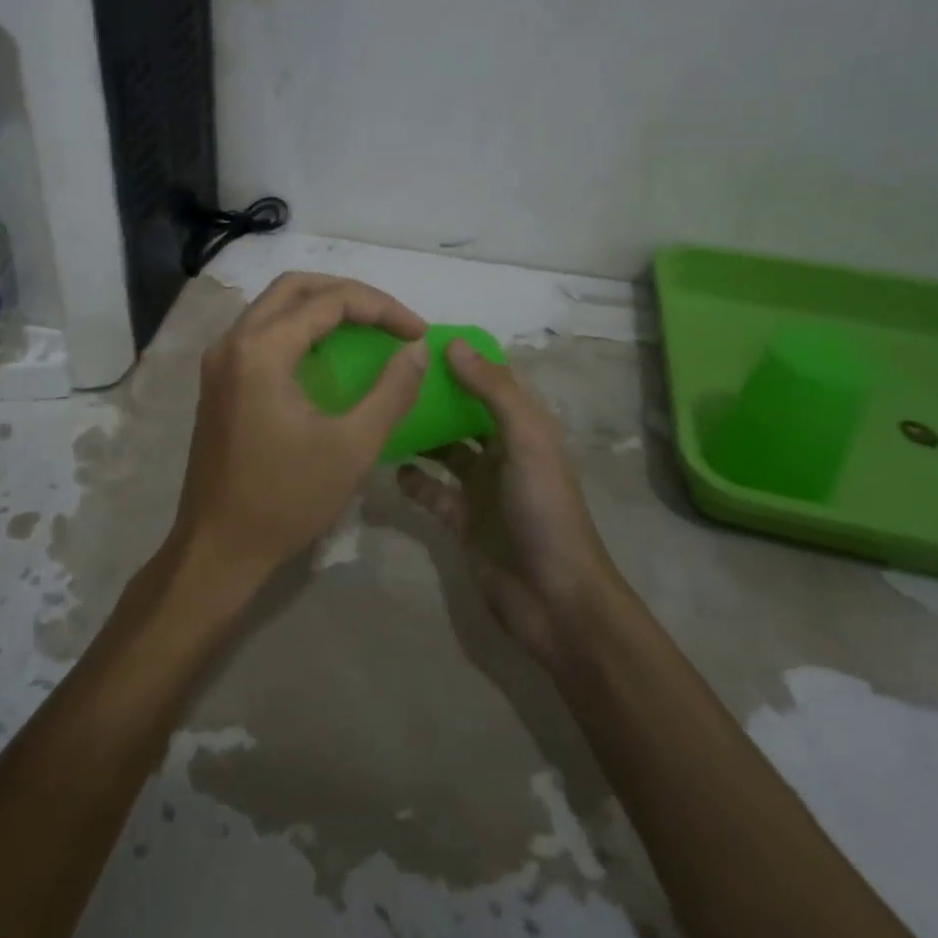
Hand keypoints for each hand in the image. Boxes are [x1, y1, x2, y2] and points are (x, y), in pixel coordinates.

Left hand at [174, 272, 428, 586]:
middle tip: (391, 320)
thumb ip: (391, 391)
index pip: (328, 301)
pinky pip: (262, 330)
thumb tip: (417, 350)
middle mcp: (232, 341)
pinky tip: (328, 352)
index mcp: (260, 350)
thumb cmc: (285, 499)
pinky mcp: (218, 379)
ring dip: (322, 305)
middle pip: (295, 287)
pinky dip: (299, 327)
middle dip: (349, 294)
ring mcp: (219, 360)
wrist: (217, 548)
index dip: (380, 308)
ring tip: (367, 327)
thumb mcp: (352, 447)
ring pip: (275, 305)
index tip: (417, 332)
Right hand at [401, 341, 618, 668]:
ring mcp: (481, 486)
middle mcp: (503, 450)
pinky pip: (431, 491)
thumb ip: (492, 391)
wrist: (554, 599)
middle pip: (464, 411)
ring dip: (419, 433)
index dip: (465, 357)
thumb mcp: (526, 440)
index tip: (422, 338)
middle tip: (391, 372)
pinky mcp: (462, 519)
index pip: (494, 379)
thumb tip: (452, 343)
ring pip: (445, 449)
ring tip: (383, 412)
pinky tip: (391, 467)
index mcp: (526, 427)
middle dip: (435, 393)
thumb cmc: (544, 510)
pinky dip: (413, 479)